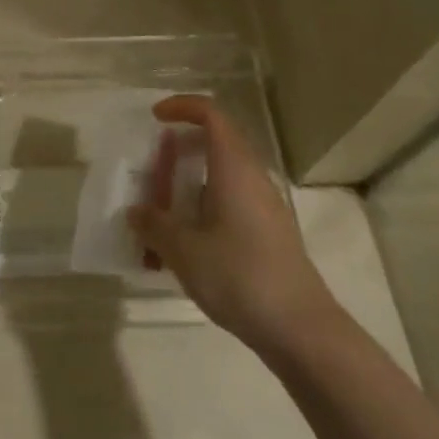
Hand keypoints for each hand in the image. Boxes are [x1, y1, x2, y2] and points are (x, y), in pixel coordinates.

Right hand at [128, 96, 341, 363]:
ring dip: (189, 182)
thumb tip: (136, 211)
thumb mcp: (183, 250)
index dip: (182, 107)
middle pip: (217, 143)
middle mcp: (253, 179)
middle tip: (152, 167)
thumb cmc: (239, 276)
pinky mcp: (269, 234)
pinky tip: (183, 243)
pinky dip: (203, 207)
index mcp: (234, 168)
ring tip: (160, 209)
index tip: (155, 118)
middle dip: (180, 149)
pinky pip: (230, 203)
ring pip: (222, 176)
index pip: (211, 115)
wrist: (302, 331)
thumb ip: (154, 225)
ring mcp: (265, 207)